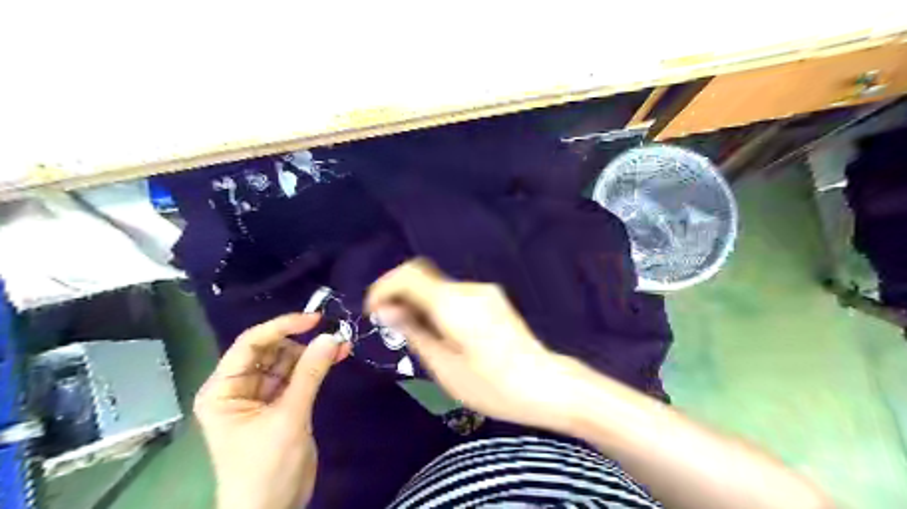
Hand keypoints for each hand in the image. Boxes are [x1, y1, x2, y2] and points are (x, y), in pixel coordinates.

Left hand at [195, 315, 350, 507]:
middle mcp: (239, 387)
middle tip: (334, 334)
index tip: (314, 319)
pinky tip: (337, 356)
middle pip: (271, 350)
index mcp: (223, 390)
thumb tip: (331, 336)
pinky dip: (317, 365)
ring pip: (288, 361)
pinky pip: (299, 375)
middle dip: (301, 341)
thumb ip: (309, 374)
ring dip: (313, 352)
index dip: (281, 327)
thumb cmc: (266, 467)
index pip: (250, 344)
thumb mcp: (288, 417)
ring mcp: (262, 395)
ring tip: (341, 346)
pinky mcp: (282, 403)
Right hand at [363, 261, 580, 430]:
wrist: (545, 384)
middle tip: (392, 326)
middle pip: (424, 278)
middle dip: (401, 296)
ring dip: (420, 303)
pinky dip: (438, 306)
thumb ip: (414, 332)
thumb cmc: (493, 385)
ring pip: (439, 287)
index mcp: (454, 304)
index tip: (374, 310)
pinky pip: (455, 295)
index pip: (409, 274)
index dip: (385, 286)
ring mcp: (485, 292)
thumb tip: (387, 310)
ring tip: (418, 336)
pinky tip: (443, 333)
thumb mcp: (445, 367)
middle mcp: (469, 289)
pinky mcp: (493, 299)